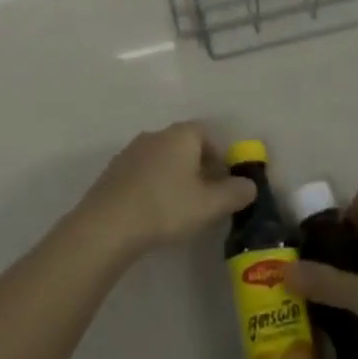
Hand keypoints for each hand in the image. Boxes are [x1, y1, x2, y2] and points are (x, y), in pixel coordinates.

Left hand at [75, 123, 255, 256]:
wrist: (108, 224)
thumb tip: (250, 185)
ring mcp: (131, 151)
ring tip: (179, 208)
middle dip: (198, 167)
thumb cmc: (166, 207)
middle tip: (205, 198)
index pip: (207, 134)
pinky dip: (152, 185)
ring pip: (162, 158)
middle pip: (184, 145)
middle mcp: (156, 134)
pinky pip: (142, 172)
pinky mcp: (113, 170)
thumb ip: (235, 193)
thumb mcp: (210, 205)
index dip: (219, 157)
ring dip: (174, 177)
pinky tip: (152, 212)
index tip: (223, 183)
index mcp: (181, 135)